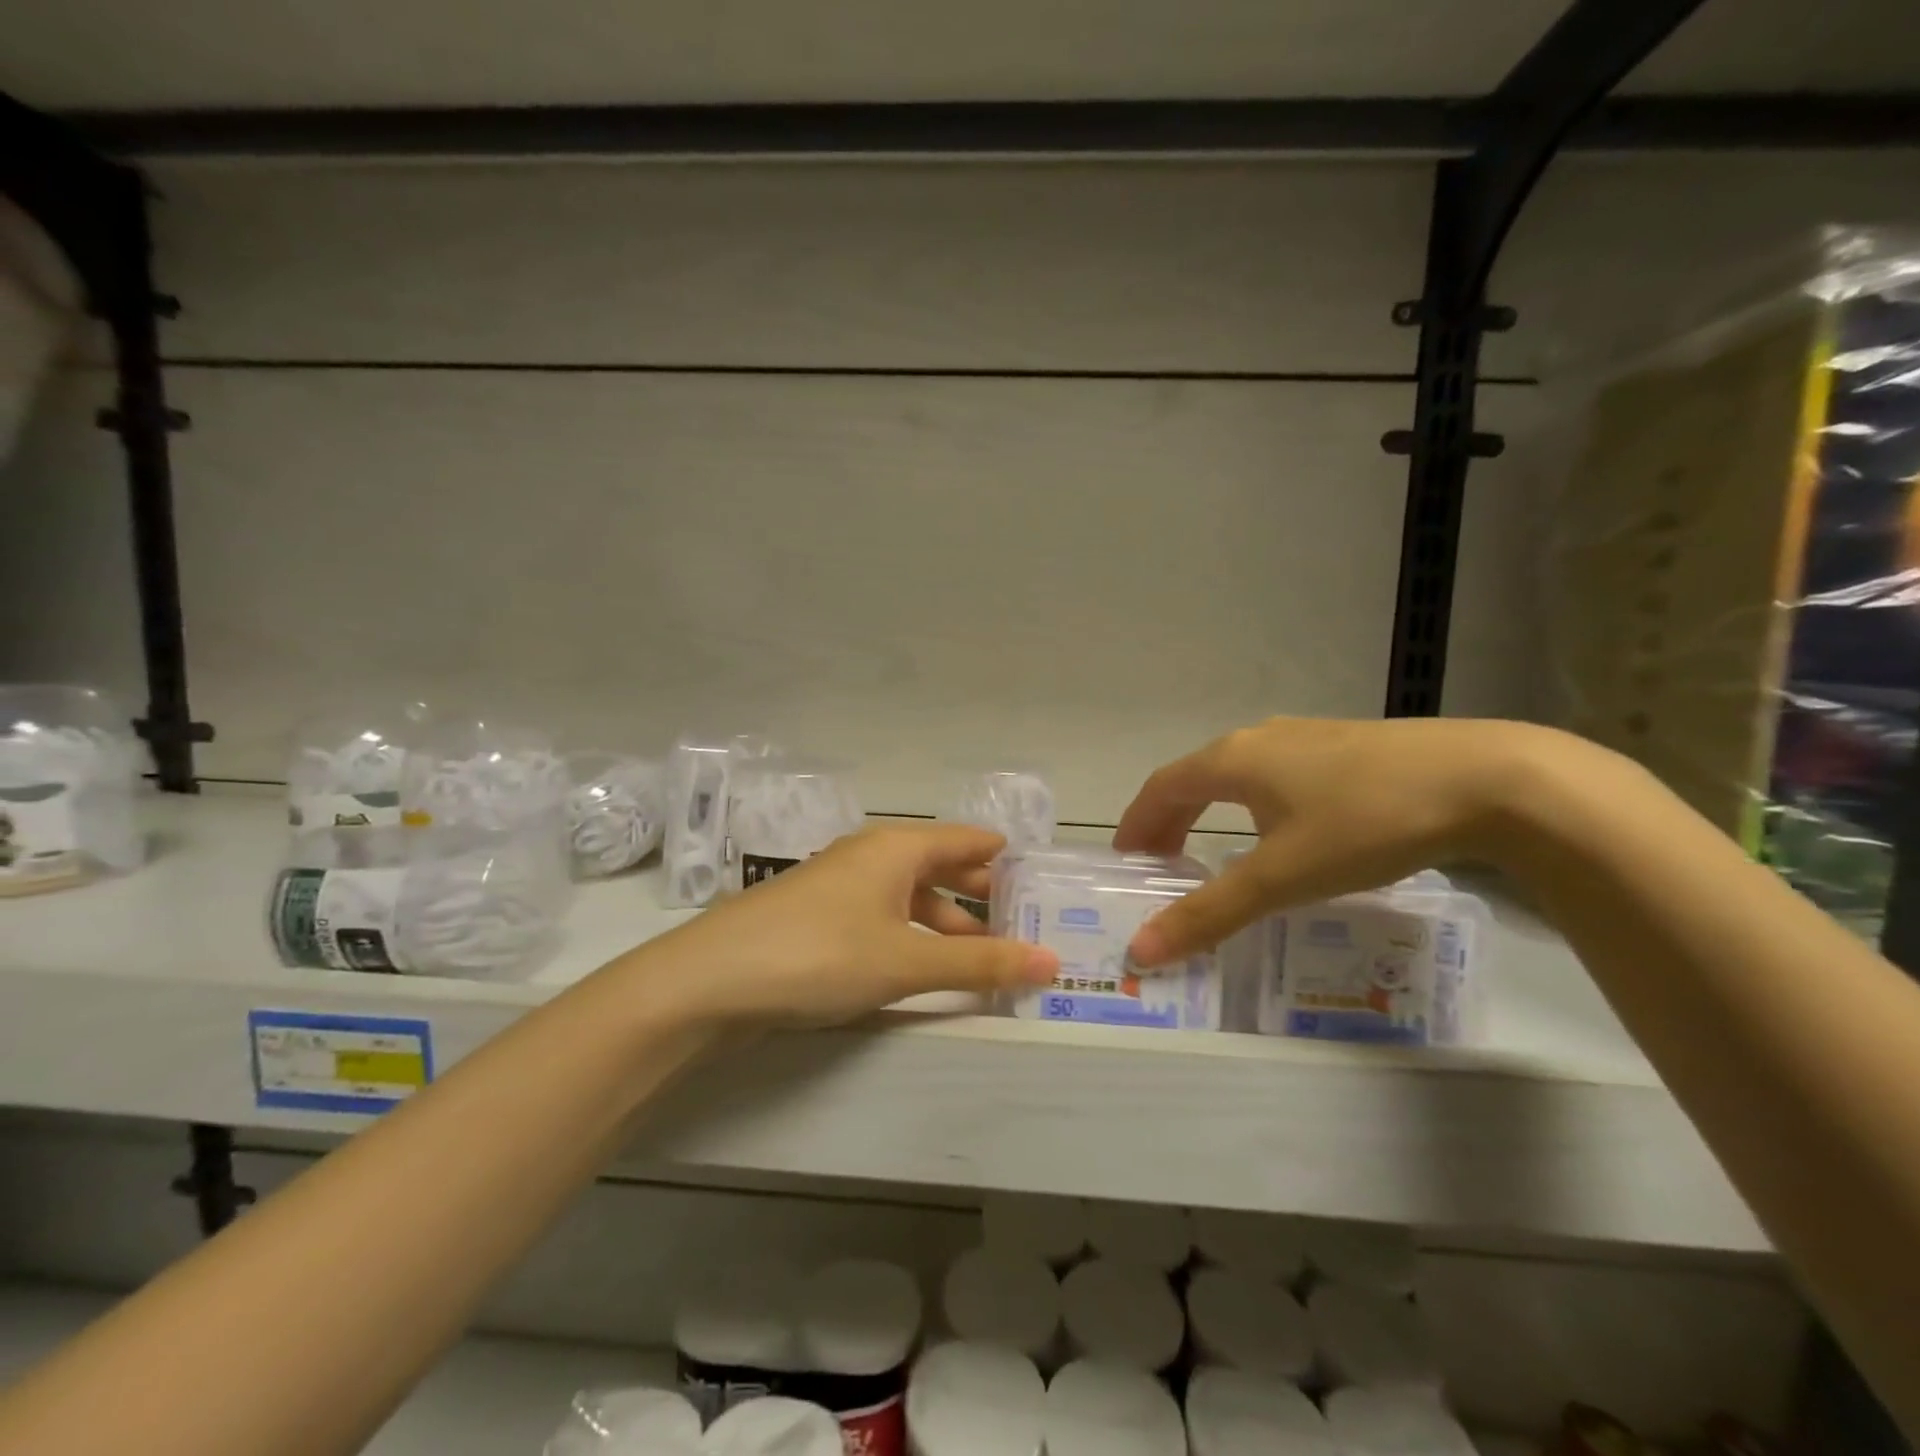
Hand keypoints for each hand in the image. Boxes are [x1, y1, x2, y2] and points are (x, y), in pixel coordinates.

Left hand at [643, 823, 1060, 1024]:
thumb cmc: (821, 954)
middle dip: (981, 896)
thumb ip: (979, 963)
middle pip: (940, 866)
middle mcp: (870, 855)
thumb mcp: (907, 960)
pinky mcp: (817, 917)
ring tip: (981, 959)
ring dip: (946, 923)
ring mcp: (840, 885)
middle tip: (1024, 927)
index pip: (967, 839)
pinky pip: (882, 917)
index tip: (1043, 884)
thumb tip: (1051, 962)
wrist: (711, 979)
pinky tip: (920, 967)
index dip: (1006, 858)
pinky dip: (912, 937)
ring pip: (910, 896)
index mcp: (897, 847)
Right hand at [1115, 716, 1574, 966]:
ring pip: (1236, 774)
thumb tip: (1141, 951)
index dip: (1136, 823)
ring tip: (1213, 850)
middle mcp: (1259, 739)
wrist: (1487, 778)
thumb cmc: (1365, 823)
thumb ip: (1210, 913)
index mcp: (1232, 761)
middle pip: (1194, 778)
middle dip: (1168, 820)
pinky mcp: (1346, 745)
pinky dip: (1251, 804)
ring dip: (1209, 811)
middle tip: (1160, 863)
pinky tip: (1283, 831)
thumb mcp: (1282, 877)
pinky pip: (1274, 774)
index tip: (1125, 860)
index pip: (1161, 788)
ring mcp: (1306, 736)